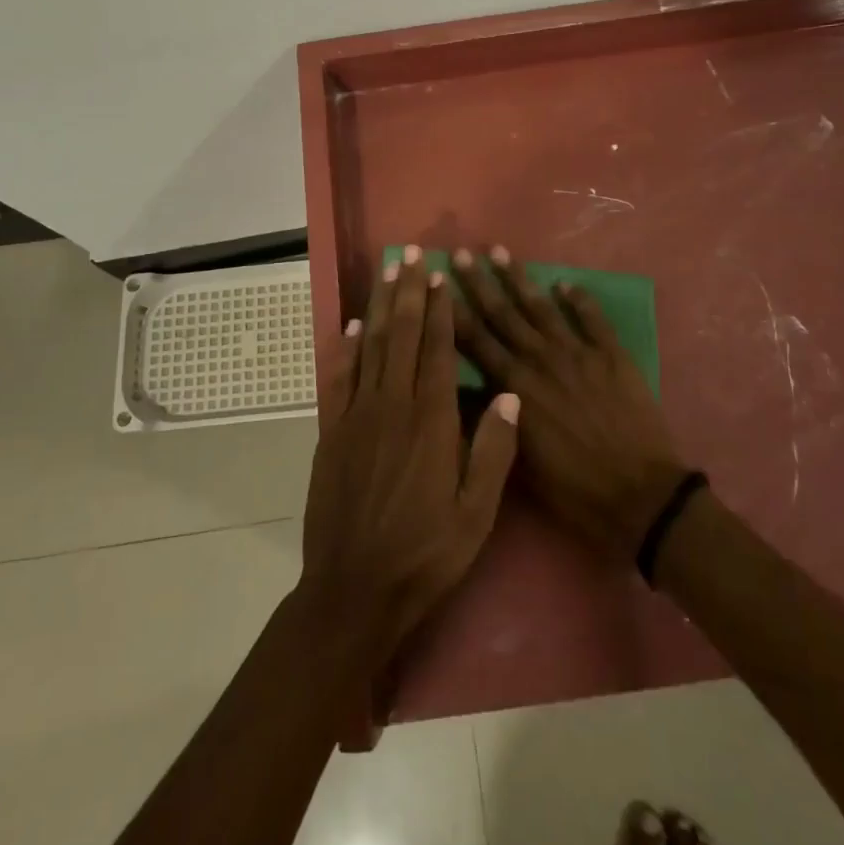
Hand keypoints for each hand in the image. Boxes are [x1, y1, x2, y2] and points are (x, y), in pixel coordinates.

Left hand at [299, 248, 519, 664]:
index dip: (440, 310)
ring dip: (379, 306)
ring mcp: (358, 416)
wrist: (354, 590)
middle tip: (411, 254)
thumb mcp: (476, 514)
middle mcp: (392, 406)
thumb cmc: (425, 554)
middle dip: (408, 292)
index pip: (438, 351)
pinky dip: (346, 348)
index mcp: (432, 422)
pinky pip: (340, 378)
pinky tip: (351, 326)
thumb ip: (494, 451)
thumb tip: (510, 394)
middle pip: (402, 336)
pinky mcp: (333, 432)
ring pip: (370, 347)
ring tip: (385, 272)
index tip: (440, 276)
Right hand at [452, 247, 688, 563]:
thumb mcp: (520, 464)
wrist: (640, 495)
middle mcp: (541, 360)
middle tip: (461, 253)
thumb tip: (461, 392)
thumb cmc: (574, 490)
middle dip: (479, 283)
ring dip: (519, 278)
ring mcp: (579, 353)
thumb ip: (493, 421)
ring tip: (500, 251)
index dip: (453, 312)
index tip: (436, 285)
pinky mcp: (612, 355)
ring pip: (542, 307)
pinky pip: (592, 318)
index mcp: (516, 388)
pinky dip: (579, 298)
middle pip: (503, 314)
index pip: (475, 341)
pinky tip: (564, 283)